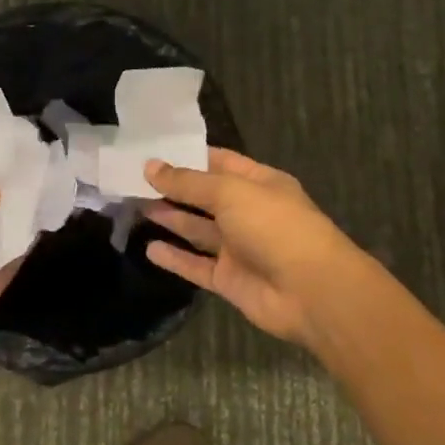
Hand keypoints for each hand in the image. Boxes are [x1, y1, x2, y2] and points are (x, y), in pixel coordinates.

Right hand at [143, 149, 372, 348]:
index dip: (187, 156)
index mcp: (259, 183)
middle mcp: (248, 212)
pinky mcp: (230, 280)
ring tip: (134, 206)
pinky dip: (175, 258)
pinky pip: (197, 265)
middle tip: (132, 179)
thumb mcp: (230, 192)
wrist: (312, 292)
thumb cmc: (275, 226)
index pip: (219, 162)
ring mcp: (239, 248)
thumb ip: (188, 182)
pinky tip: (149, 249)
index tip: (151, 152)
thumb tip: (150, 166)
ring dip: (170, 218)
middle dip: (173, 188)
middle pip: (204, 196)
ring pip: (198, 230)